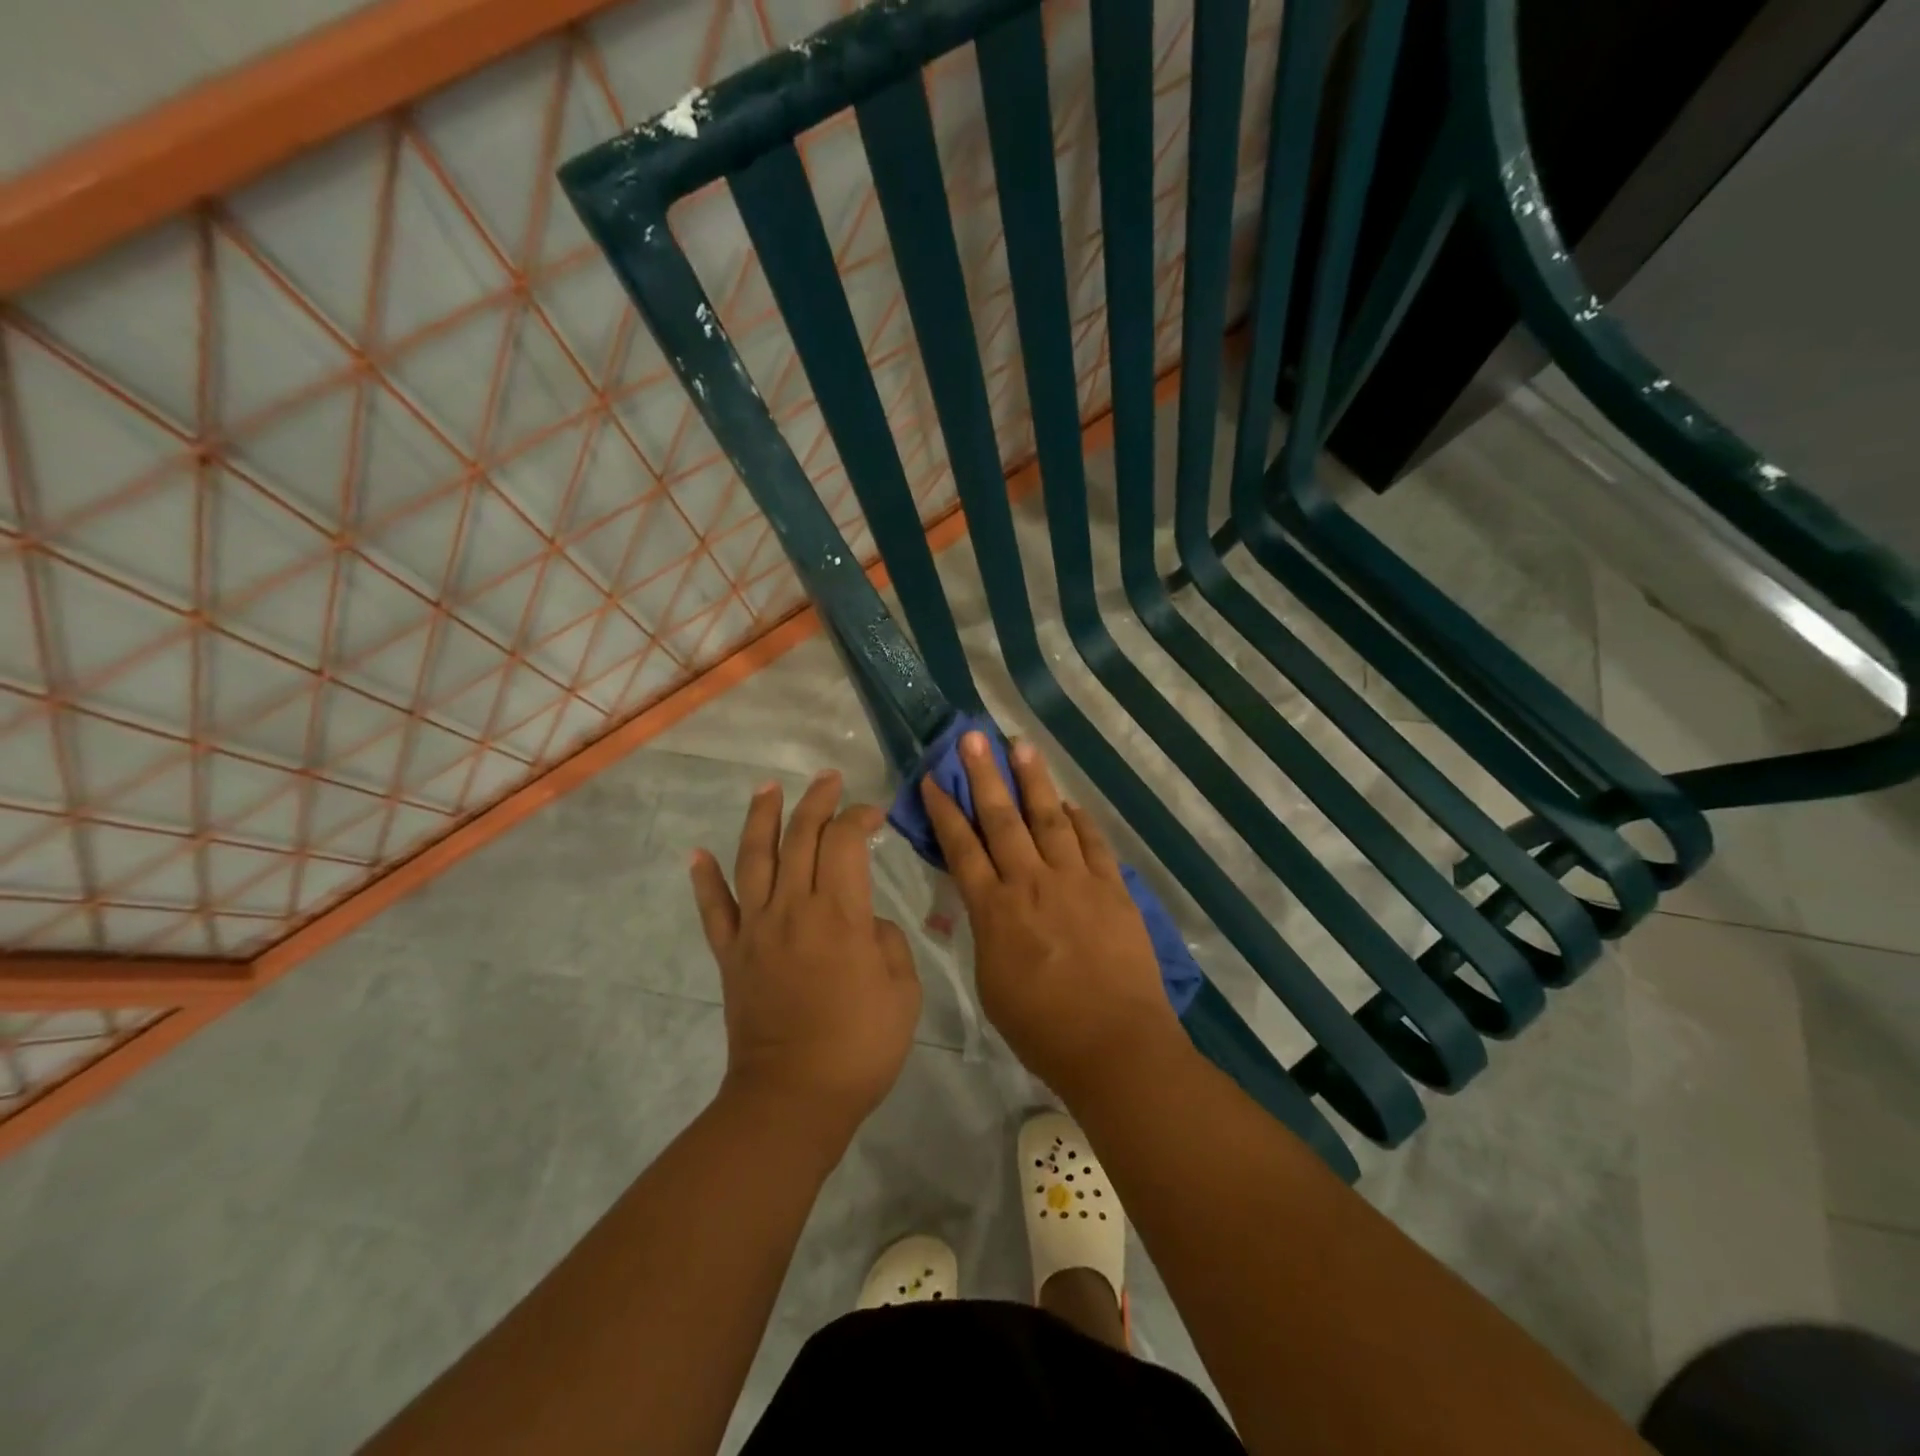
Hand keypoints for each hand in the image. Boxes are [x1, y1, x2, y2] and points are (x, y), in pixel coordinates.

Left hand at [690, 770, 921, 1131]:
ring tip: (767, 788)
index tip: (875, 813)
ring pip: (754, 858)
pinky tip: (697, 854)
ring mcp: (756, 929)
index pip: (845, 842)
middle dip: (816, 801)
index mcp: (839, 914)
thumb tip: (866, 925)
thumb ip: (888, 942)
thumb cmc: (860, 1046)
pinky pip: (714, 909)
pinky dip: (704, 879)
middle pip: (800, 837)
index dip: (859, 817)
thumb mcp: (903, 991)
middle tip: (828, 779)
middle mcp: (792, 908)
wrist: (793, 1098)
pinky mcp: (732, 955)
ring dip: (761, 818)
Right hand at [919, 732, 1183, 1094]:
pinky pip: (1092, 843)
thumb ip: (986, 933)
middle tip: (973, 737)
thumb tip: (985, 902)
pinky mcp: (1112, 888)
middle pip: (1002, 819)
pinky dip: (1079, 820)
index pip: (961, 848)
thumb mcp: (992, 983)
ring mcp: (1075, 881)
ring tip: (1021, 746)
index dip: (945, 811)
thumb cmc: (1042, 1029)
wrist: (1114, 1044)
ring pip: (1049, 818)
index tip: (934, 778)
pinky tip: (1068, 802)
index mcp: (994, 910)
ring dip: (1033, 780)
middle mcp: (1031, 883)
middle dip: (984, 775)